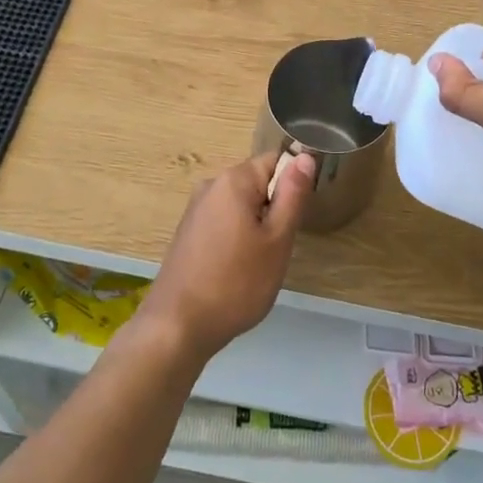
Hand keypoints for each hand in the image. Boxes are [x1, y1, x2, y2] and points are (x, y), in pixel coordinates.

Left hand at [140, 150, 315, 364]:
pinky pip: (224, 221)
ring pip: (242, 205)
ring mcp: (196, 210)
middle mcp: (211, 186)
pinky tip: (237, 269)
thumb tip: (305, 156)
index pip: (275, 160)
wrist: (177, 326)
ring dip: (257, 226)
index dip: (294, 184)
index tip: (296, 218)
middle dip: (275, 208)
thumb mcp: (277, 240)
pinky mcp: (189, 233)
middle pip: (257, 182)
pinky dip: (238, 238)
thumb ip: (293, 194)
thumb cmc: (236, 283)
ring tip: (259, 262)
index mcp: (233, 180)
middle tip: (280, 246)